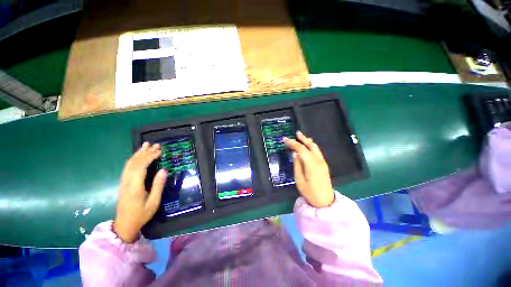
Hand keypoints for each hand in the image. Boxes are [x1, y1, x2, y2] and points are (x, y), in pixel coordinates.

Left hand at [113, 142, 167, 242]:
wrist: (125, 224)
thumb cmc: (141, 214)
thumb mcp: (154, 202)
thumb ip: (158, 185)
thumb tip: (164, 170)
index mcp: (135, 186)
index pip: (141, 166)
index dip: (150, 157)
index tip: (160, 151)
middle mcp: (127, 181)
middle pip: (134, 162)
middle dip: (145, 152)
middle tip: (156, 145)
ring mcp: (123, 181)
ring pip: (129, 163)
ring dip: (138, 153)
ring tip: (146, 145)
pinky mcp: (123, 183)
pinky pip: (127, 167)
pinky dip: (134, 159)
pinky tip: (138, 156)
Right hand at [284, 131, 334, 207]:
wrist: (325, 201)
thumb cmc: (310, 192)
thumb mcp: (299, 180)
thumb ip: (297, 166)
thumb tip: (295, 154)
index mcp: (311, 165)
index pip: (301, 149)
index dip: (293, 143)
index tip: (285, 140)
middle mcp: (318, 161)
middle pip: (311, 145)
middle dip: (302, 138)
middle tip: (296, 133)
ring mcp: (322, 162)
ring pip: (315, 147)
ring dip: (308, 141)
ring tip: (301, 136)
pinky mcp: (323, 164)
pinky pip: (317, 151)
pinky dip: (311, 146)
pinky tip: (307, 145)